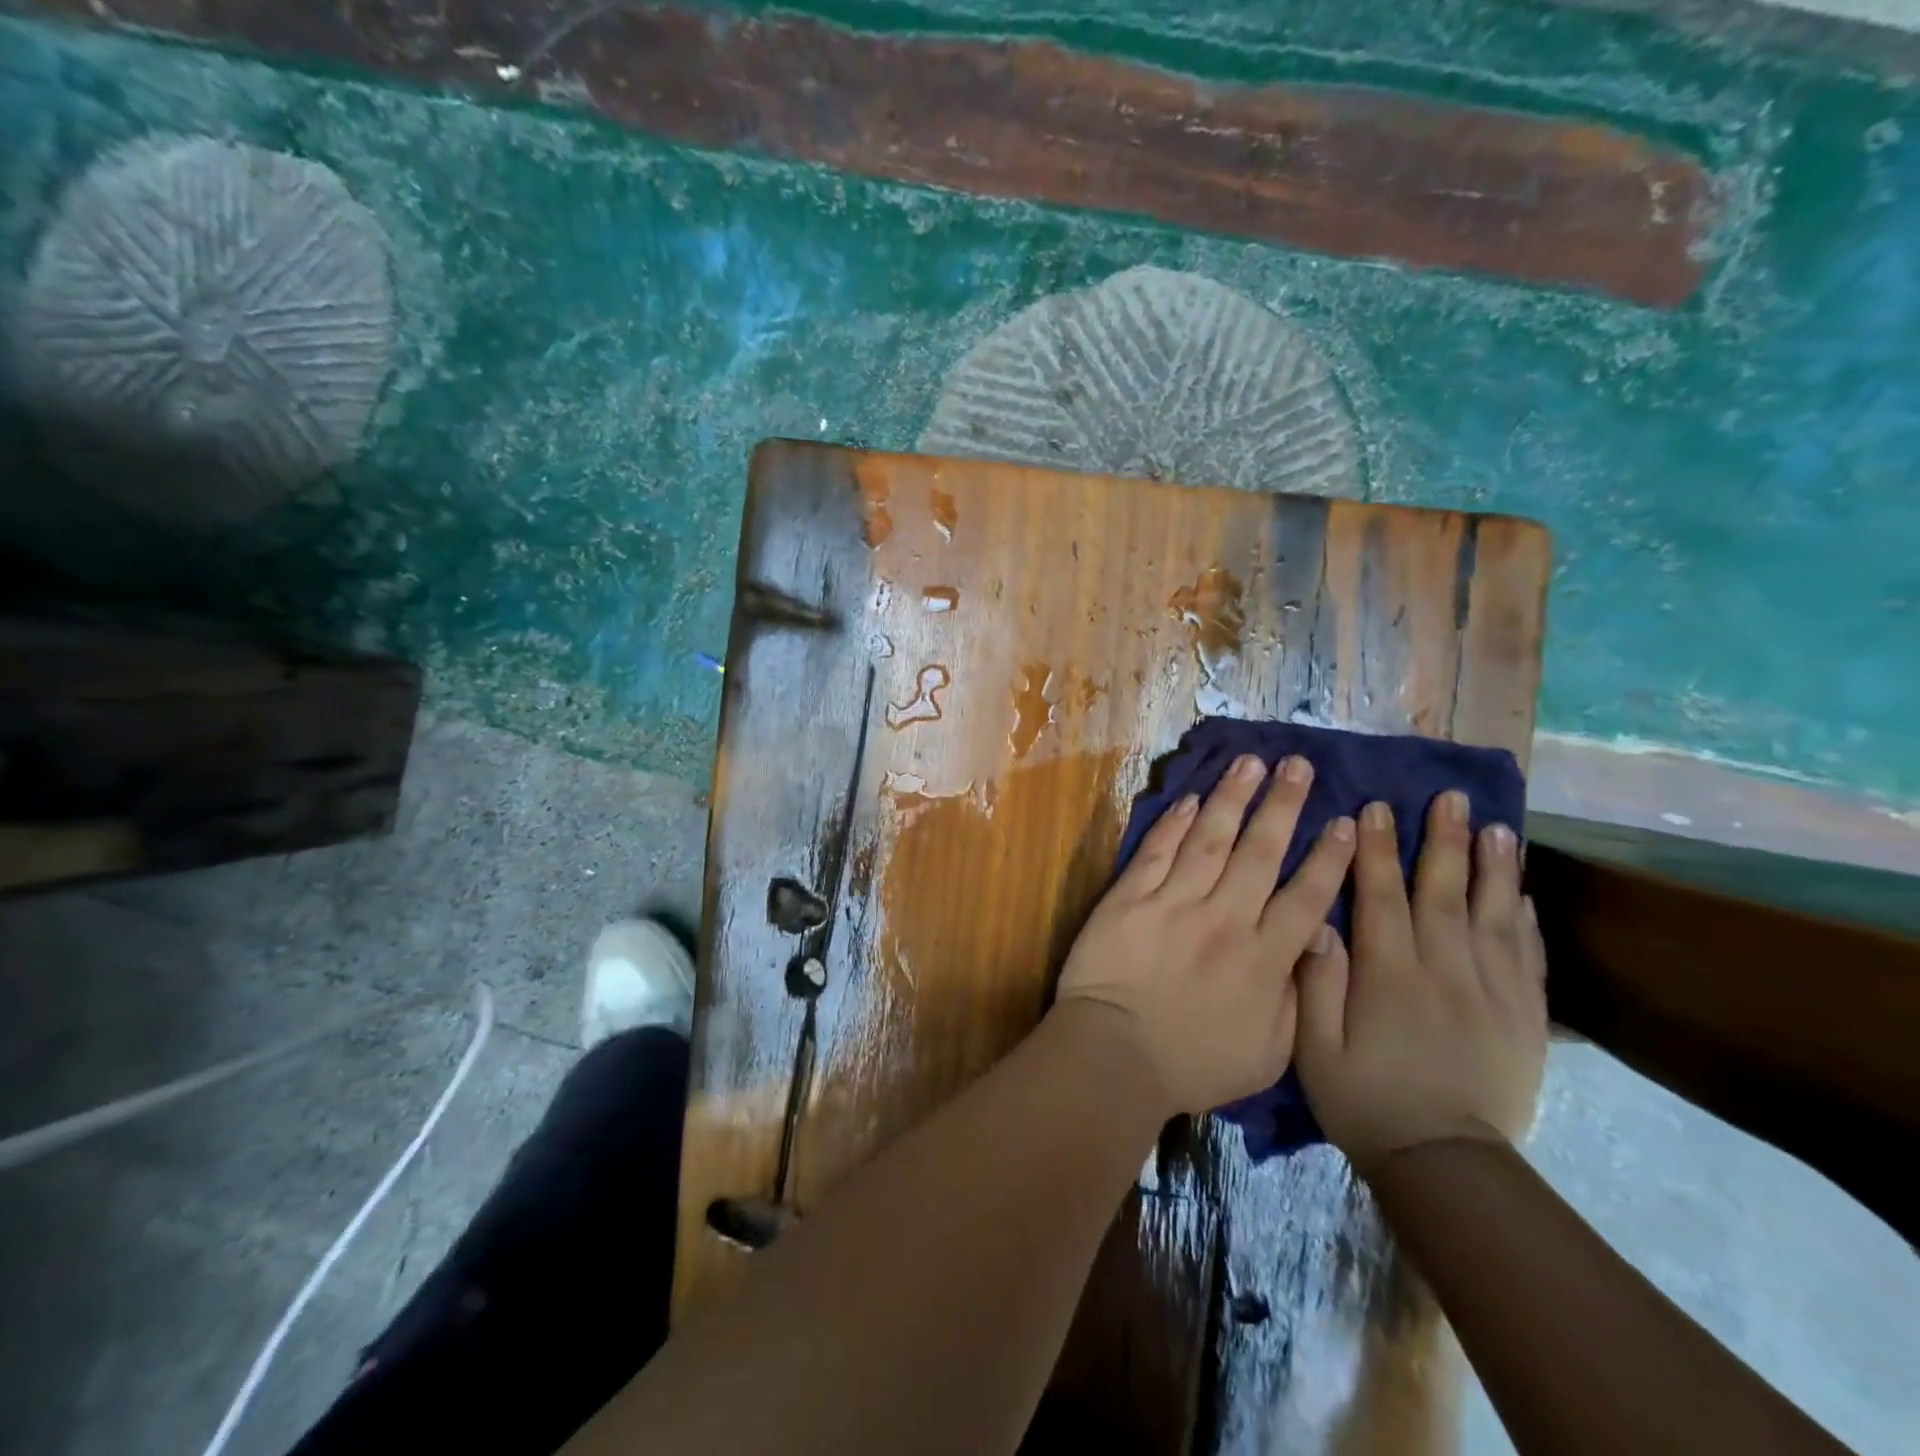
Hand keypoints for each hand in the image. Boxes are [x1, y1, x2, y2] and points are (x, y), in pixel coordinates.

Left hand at [1055, 754, 1356, 1114]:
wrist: (1115, 1055)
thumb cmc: (1193, 1063)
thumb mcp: (1270, 1053)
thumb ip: (1297, 996)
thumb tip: (1314, 945)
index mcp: (1264, 958)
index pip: (1306, 896)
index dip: (1329, 857)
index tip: (1345, 821)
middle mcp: (1226, 918)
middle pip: (1260, 851)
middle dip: (1283, 805)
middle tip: (1298, 765)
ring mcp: (1175, 902)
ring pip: (1210, 838)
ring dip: (1232, 797)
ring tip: (1250, 762)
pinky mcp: (1131, 897)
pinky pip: (1159, 851)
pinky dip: (1175, 823)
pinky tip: (1191, 799)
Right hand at [1294, 792, 1547, 1175]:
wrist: (1444, 1163)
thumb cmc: (1364, 1099)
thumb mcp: (1314, 1046)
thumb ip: (1316, 982)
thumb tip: (1319, 922)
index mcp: (1389, 976)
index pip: (1382, 897)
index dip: (1375, 850)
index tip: (1374, 808)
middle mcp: (1445, 972)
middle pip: (1443, 893)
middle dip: (1442, 842)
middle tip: (1449, 798)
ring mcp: (1492, 993)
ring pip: (1493, 916)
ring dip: (1493, 868)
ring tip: (1497, 827)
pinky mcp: (1524, 1018)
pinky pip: (1529, 957)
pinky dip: (1526, 919)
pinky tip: (1523, 892)